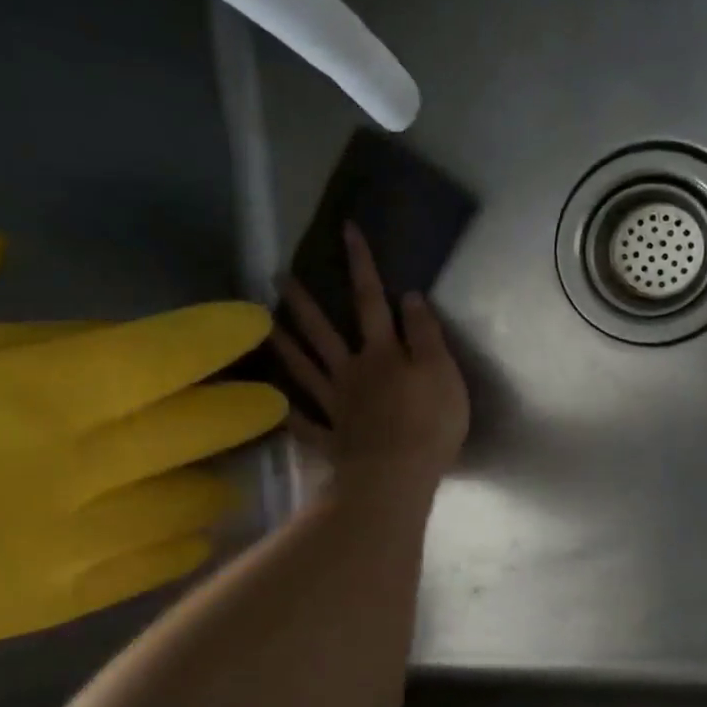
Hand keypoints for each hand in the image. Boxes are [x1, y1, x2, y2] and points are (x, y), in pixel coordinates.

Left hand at [272, 223, 469, 494]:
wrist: (397, 476)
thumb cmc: (428, 422)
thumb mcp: (441, 371)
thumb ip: (425, 333)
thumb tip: (408, 295)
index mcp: (382, 354)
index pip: (371, 300)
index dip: (361, 265)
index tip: (346, 230)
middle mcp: (352, 373)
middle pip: (323, 332)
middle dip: (303, 302)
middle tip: (277, 277)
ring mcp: (336, 407)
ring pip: (304, 371)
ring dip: (284, 347)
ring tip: (264, 326)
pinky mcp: (331, 440)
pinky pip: (305, 424)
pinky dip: (291, 415)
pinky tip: (276, 406)